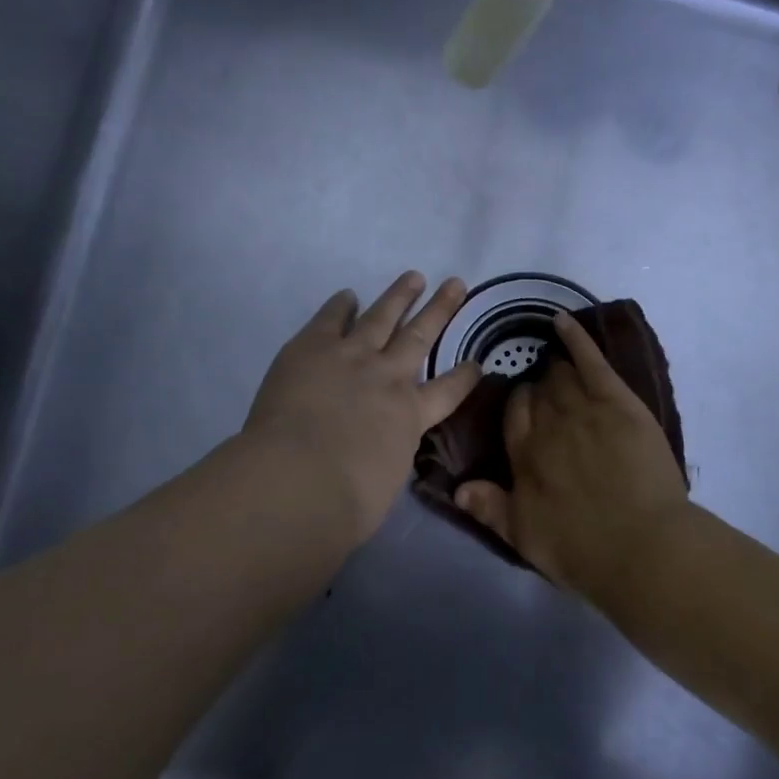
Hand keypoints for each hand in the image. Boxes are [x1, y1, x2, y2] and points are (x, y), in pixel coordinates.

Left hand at [243, 272, 481, 545]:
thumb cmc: (346, 502)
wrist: (300, 479)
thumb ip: (387, 457)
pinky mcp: (312, 348)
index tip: (478, 362)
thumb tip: (376, 453)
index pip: (449, 391)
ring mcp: (352, 357)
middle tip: (455, 284)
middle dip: (441, 309)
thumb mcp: (385, 482)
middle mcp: (388, 377)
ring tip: (414, 276)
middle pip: (420, 336)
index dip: (465, 376)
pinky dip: (341, 305)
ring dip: (400, 295)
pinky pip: (331, 319)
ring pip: (383, 317)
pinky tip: (348, 295)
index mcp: (411, 416)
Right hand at [455, 312, 690, 595]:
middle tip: (549, 396)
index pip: (513, 414)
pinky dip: (575, 339)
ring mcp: (584, 409)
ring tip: (558, 368)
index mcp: (524, 456)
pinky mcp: (618, 402)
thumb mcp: (525, 538)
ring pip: (561, 376)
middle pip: (537, 392)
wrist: (643, 548)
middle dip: (539, 389)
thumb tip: (458, 486)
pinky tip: (563, 321)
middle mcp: (548, 425)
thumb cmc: (583, 550)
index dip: (519, 407)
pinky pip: (591, 361)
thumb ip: (489, 509)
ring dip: (556, 369)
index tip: (526, 410)